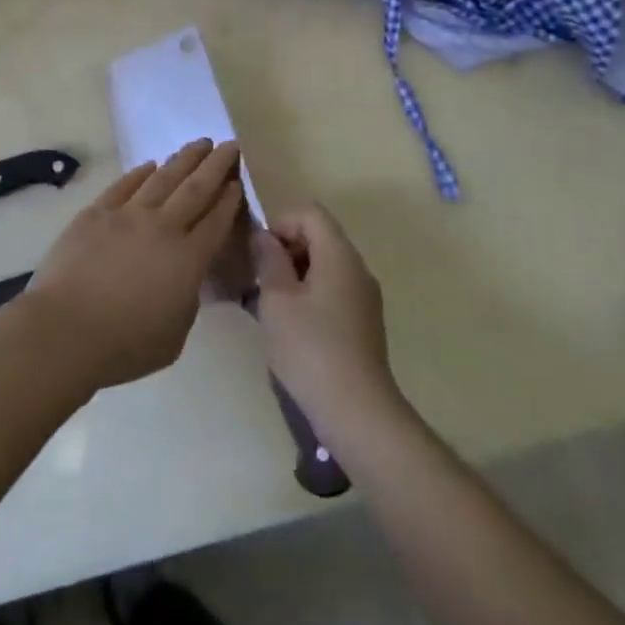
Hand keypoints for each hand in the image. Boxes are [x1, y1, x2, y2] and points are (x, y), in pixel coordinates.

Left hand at [24, 140, 243, 394]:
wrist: (65, 330)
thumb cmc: (124, 345)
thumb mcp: (174, 336)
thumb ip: (187, 300)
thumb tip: (185, 278)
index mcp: (188, 259)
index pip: (216, 220)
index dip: (230, 199)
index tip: (238, 181)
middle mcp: (163, 227)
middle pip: (196, 188)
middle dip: (217, 164)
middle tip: (230, 144)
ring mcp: (128, 215)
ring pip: (163, 178)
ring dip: (185, 159)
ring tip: (200, 143)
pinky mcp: (97, 212)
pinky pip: (125, 185)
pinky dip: (141, 172)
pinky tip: (151, 164)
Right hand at [253, 204, 403, 444]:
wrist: (357, 412)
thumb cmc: (310, 349)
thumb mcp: (277, 300)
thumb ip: (268, 260)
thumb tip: (264, 237)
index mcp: (339, 255)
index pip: (310, 212)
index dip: (280, 222)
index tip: (260, 254)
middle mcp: (357, 268)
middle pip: (319, 236)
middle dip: (285, 249)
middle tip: (260, 279)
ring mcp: (364, 297)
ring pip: (324, 265)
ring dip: (294, 275)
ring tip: (270, 305)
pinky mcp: (363, 323)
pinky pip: (333, 290)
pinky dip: (309, 295)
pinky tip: (291, 327)